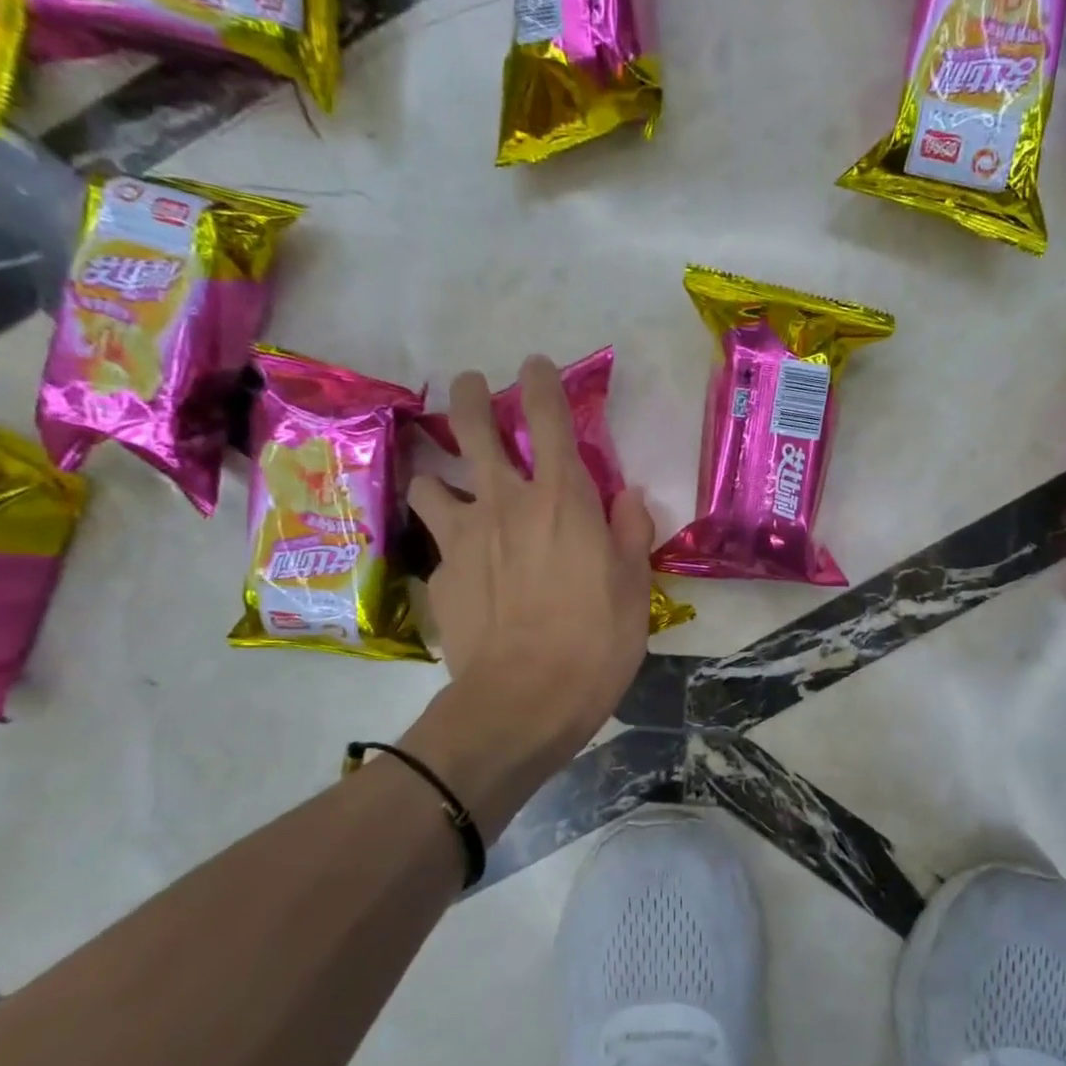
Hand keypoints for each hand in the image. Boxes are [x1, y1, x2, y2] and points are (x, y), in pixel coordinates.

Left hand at [409, 356, 655, 783]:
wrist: (525, 700)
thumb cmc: (596, 640)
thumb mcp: (634, 585)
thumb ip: (629, 531)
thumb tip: (628, 497)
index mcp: (562, 498)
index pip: (548, 418)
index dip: (541, 383)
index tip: (535, 365)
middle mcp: (506, 502)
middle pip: (473, 428)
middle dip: (470, 397)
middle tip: (469, 386)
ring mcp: (464, 537)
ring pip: (431, 481)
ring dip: (440, 475)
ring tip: (450, 487)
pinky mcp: (441, 575)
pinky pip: (439, 546)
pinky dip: (451, 546)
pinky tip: (463, 572)